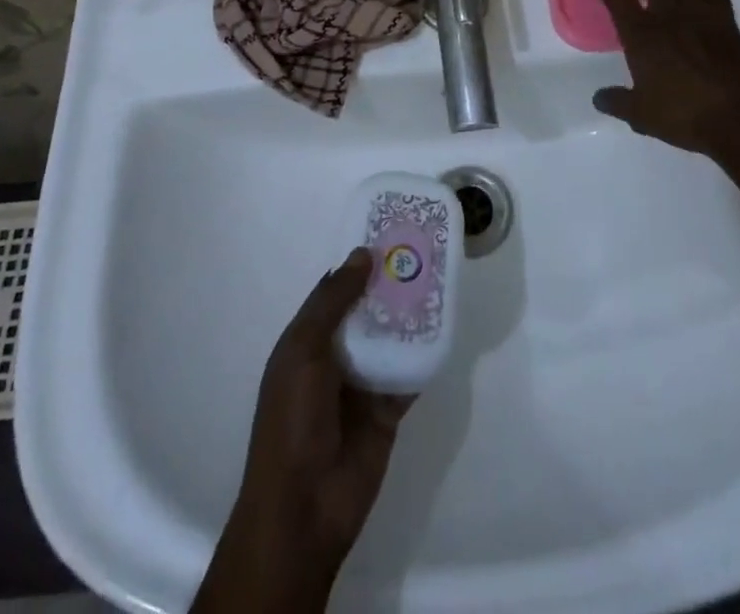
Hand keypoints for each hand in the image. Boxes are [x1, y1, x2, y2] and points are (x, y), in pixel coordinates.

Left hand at [230, 249, 414, 575]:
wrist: (304, 508)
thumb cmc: (293, 420)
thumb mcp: (303, 351)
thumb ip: (332, 302)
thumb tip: (361, 253)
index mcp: (307, 340)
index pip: (336, 291)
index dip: (359, 264)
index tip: (388, 233)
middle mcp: (335, 356)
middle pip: (368, 310)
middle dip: (391, 284)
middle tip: (425, 250)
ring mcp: (362, 383)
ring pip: (391, 337)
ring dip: (411, 313)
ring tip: (441, 278)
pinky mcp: (388, 409)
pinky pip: (409, 372)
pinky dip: (424, 353)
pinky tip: (446, 326)